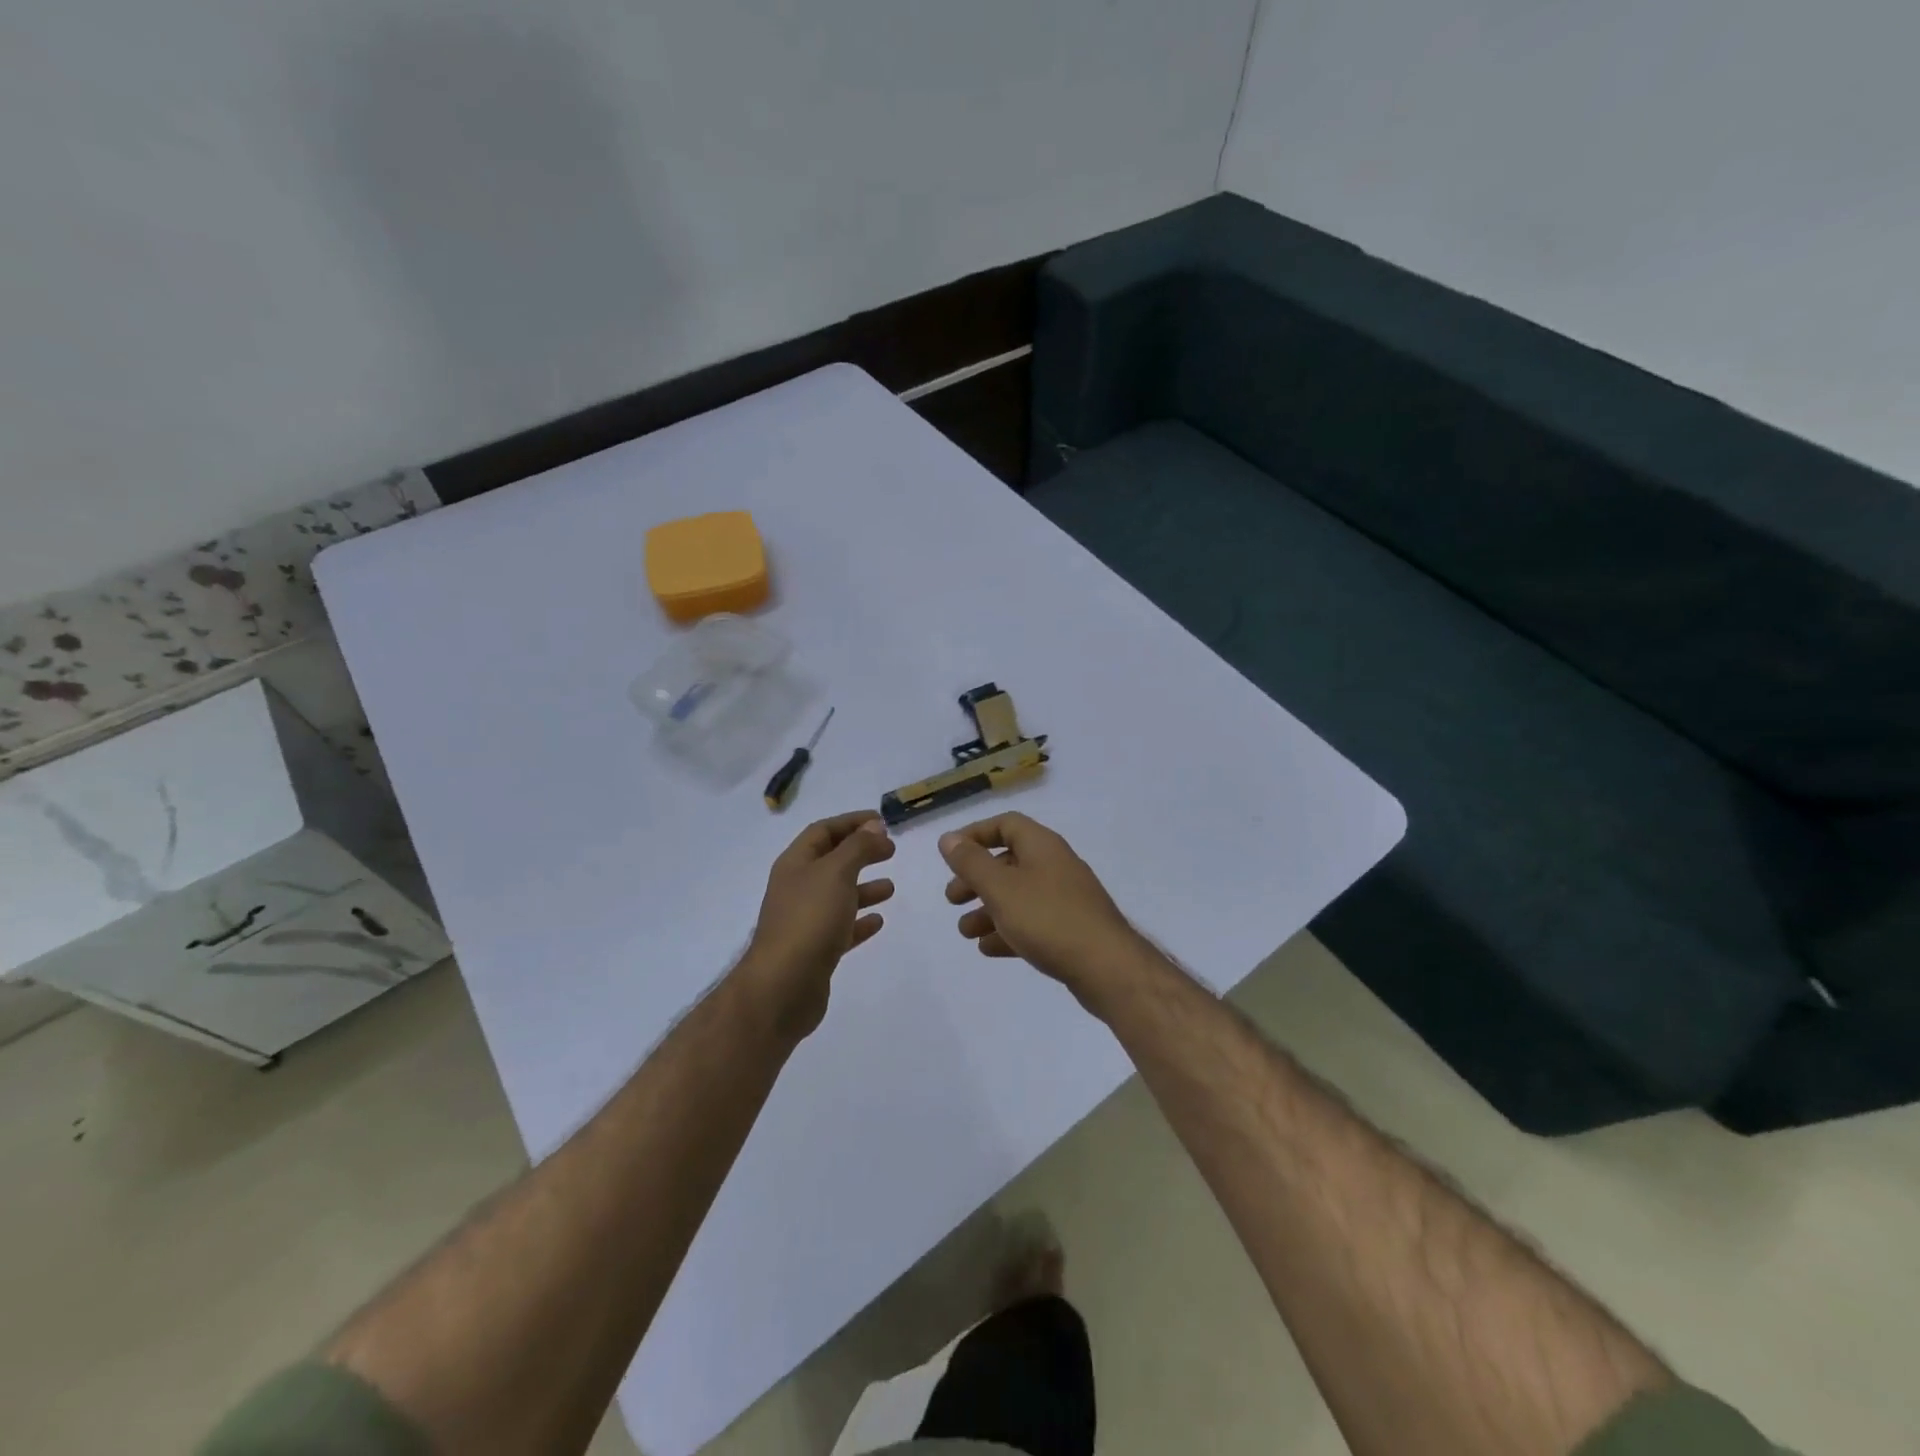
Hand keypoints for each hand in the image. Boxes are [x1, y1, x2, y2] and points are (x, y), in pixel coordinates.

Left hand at [740, 810, 895, 1040]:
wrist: (783, 987)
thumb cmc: (809, 919)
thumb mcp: (837, 872)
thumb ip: (858, 847)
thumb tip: (874, 826)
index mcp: (795, 864)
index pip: (823, 831)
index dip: (851, 822)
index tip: (882, 821)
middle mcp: (797, 888)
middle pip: (831, 861)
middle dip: (860, 852)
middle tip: (891, 851)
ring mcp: (804, 920)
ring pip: (838, 895)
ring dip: (864, 887)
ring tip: (891, 887)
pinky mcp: (815, 950)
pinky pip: (841, 928)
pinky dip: (860, 920)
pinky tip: (879, 921)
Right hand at [939, 813, 1145, 1005]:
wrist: (1107, 967)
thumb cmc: (1048, 918)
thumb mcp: (1000, 888)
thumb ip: (971, 862)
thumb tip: (948, 838)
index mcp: (1042, 846)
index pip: (1005, 825)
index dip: (975, 835)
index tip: (950, 855)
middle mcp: (1055, 865)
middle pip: (1008, 862)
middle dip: (976, 879)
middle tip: (952, 898)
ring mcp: (1066, 898)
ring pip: (1018, 895)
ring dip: (988, 909)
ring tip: (966, 931)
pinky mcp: (1071, 929)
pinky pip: (1033, 922)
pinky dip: (1008, 930)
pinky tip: (989, 948)